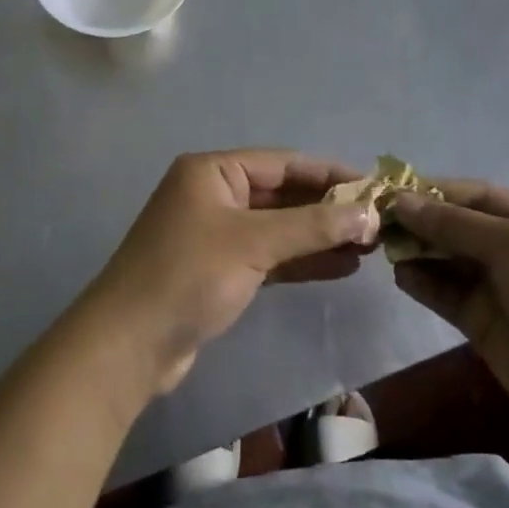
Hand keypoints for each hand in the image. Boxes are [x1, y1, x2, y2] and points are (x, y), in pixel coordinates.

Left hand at [83, 150, 379, 396]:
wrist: (129, 344)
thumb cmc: (189, 275)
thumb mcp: (254, 242)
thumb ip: (313, 226)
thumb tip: (370, 213)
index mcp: (213, 171)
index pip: (284, 163)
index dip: (331, 173)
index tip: (376, 187)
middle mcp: (214, 194)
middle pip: (283, 194)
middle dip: (329, 208)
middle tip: (378, 222)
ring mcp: (216, 233)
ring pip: (279, 227)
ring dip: (321, 235)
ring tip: (369, 246)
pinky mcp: (220, 270)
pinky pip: (270, 256)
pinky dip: (302, 260)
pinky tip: (341, 267)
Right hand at [391, 184, 508, 456]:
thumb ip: (455, 223)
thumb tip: (401, 200)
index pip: (474, 195)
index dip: (434, 190)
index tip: (391, 189)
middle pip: (456, 226)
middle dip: (420, 220)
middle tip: (376, 219)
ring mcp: (498, 289)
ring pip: (446, 260)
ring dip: (417, 250)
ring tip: (382, 245)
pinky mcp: (483, 325)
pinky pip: (446, 295)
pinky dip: (423, 283)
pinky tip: (401, 275)